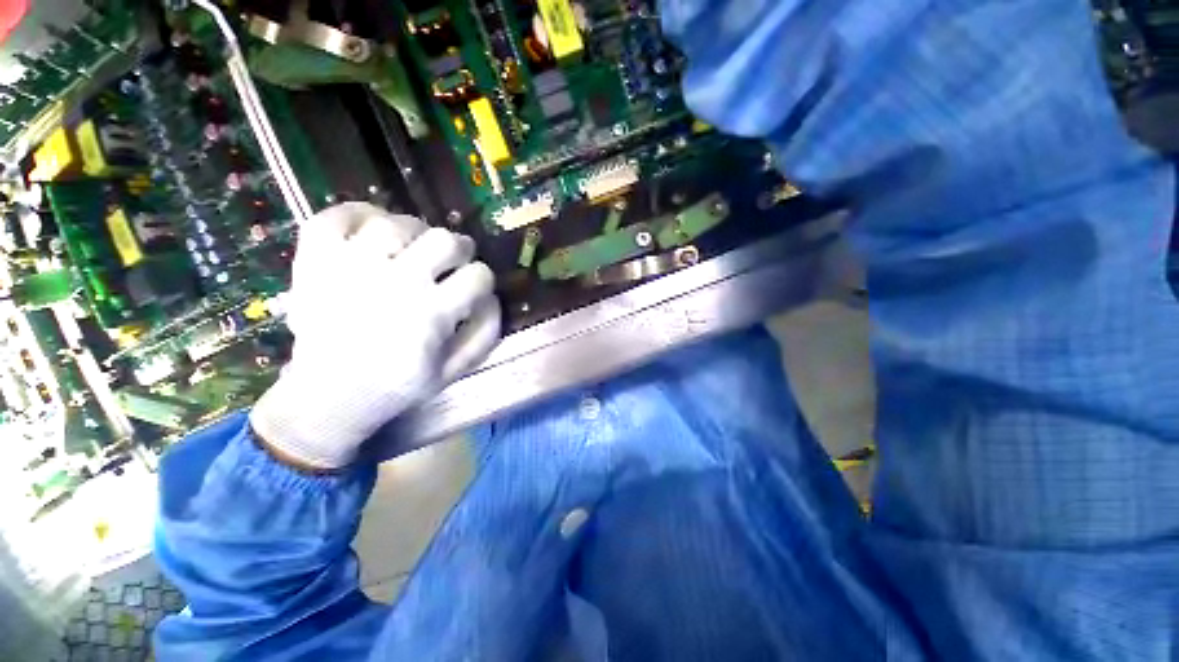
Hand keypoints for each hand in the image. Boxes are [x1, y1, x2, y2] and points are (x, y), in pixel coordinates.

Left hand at [250, 203, 500, 468]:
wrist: (328, 397)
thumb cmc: (398, 385)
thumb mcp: (455, 370)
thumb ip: (484, 334)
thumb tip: (492, 298)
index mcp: (432, 314)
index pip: (478, 276)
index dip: (483, 278)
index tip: (475, 285)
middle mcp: (397, 283)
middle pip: (445, 240)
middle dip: (458, 249)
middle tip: (452, 259)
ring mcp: (352, 267)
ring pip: (398, 223)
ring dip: (415, 231)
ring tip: (415, 247)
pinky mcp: (316, 261)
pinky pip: (337, 216)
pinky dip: (358, 213)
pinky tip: (373, 227)